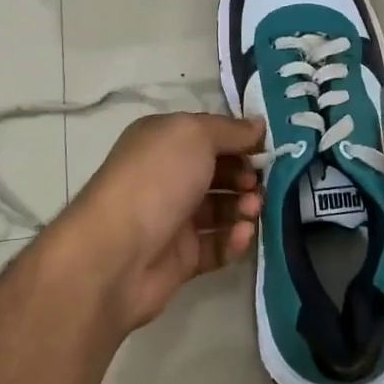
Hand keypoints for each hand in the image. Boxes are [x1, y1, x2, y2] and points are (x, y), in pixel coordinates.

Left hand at [54, 113, 265, 331]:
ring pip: (220, 210)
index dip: (239, 140)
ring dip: (243, 208)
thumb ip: (230, 130)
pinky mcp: (180, 258)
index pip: (208, 134)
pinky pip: (216, 246)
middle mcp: (166, 176)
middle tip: (257, 185)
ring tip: (252, 211)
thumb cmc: (156, 180)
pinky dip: (233, 241)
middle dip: (245, 176)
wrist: (116, 254)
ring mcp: (172, 218)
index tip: (267, 149)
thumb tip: (257, 125)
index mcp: (162, 141)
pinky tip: (241, 236)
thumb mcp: (194, 136)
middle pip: (217, 172)